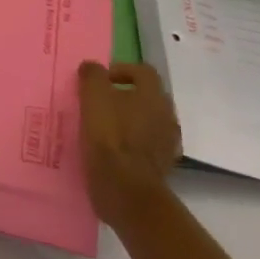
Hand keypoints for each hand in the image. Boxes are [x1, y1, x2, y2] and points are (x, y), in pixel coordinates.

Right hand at [78, 60, 180, 218]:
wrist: (126, 191)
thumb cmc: (109, 137)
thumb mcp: (93, 96)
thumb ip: (92, 76)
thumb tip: (92, 68)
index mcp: (153, 96)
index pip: (143, 72)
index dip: (121, 70)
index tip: (100, 80)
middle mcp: (166, 116)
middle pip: (146, 97)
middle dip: (123, 97)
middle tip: (98, 104)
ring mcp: (167, 143)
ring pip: (146, 122)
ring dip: (127, 121)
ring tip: (101, 129)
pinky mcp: (161, 167)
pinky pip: (144, 146)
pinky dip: (130, 145)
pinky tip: (111, 151)